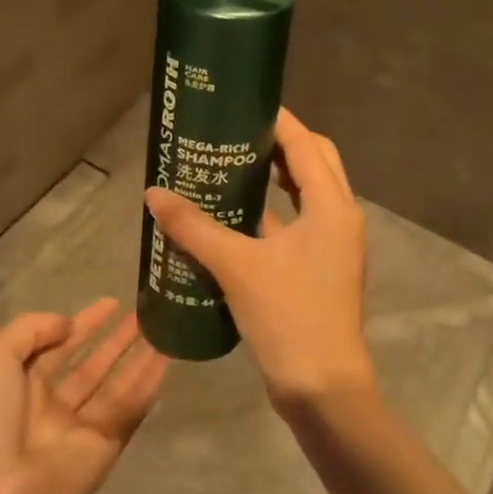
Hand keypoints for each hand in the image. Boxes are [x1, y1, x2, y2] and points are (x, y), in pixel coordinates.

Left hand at [0, 299, 167, 493]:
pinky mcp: (104, 450)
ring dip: (138, 358)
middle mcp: (50, 405)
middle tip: (144, 315)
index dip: (83, 324)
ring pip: (115, 385)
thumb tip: (68, 325)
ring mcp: (78, 429)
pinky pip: (128, 410)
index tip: (112, 303)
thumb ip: (30, 329)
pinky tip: (166, 359)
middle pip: (90, 365)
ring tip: (163, 329)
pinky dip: (147, 385)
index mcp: (19, 384)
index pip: (57, 346)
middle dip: (115, 340)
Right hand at [144, 108, 371, 412]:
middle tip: (236, 132)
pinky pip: (299, 221)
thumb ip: (193, 227)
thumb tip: (152, 194)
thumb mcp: (236, 267)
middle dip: (280, 142)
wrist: (323, 390)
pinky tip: (236, 213)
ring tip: (233, 163)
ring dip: (278, 174)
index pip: (305, 144)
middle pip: (314, 160)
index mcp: (331, 206)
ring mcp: (334, 244)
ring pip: (309, 191)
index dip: (277, 120)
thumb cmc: (289, 317)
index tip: (242, 103)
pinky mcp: (322, 267)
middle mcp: (339, 217)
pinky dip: (274, 208)